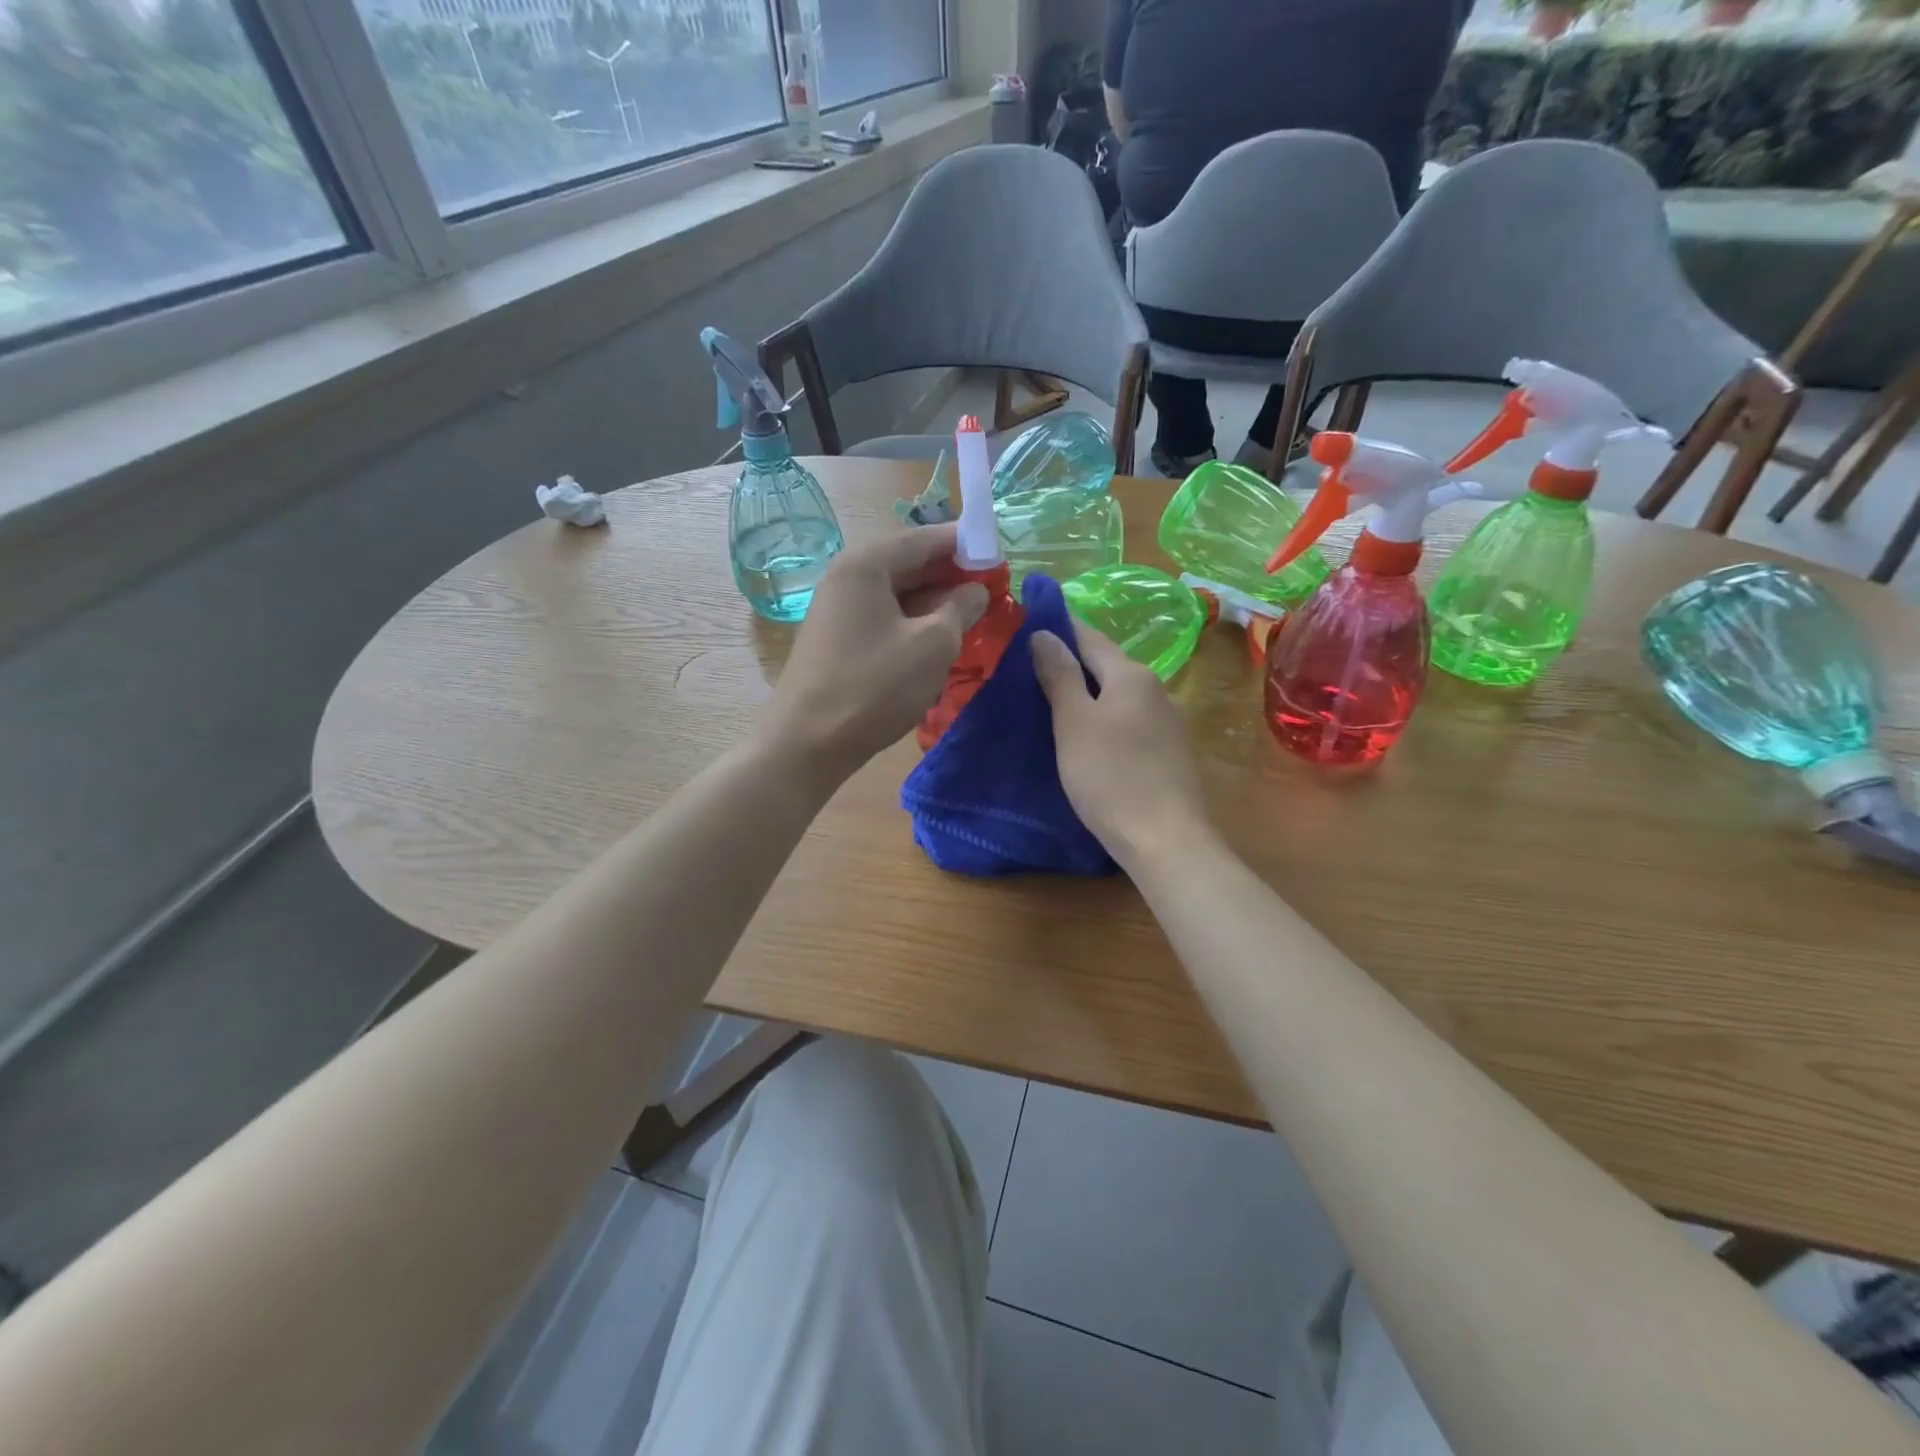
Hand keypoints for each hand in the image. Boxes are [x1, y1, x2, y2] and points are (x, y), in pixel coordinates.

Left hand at [764, 524, 987, 783]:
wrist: (807, 744)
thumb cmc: (874, 687)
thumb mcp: (933, 645)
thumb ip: (961, 608)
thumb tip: (976, 590)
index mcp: (866, 565)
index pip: (924, 538)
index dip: (964, 544)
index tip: (999, 555)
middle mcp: (846, 577)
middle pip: (908, 563)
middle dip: (951, 574)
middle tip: (991, 587)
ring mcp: (837, 610)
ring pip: (897, 593)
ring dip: (935, 601)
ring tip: (973, 614)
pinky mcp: (837, 640)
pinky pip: (884, 617)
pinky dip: (914, 622)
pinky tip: (939, 639)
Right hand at [1031, 624, 1213, 870]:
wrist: (1165, 840)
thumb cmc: (1111, 777)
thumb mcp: (1074, 723)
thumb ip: (1060, 675)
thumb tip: (1044, 633)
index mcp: (1132, 675)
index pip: (1090, 637)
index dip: (1059, 628)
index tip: (1028, 625)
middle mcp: (1156, 689)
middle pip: (1107, 665)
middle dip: (1071, 663)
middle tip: (1029, 669)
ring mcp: (1168, 722)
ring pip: (1119, 695)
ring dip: (1088, 693)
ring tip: (1052, 703)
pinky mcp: (1170, 752)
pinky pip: (1129, 721)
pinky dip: (1104, 719)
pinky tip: (1087, 737)